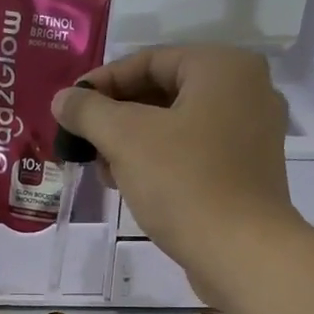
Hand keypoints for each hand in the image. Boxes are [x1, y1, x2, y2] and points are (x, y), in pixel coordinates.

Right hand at [52, 46, 302, 301]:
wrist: (240, 252)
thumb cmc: (184, 183)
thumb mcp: (125, 139)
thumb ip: (89, 111)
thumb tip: (62, 99)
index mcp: (224, 68)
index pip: (149, 61)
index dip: (102, 83)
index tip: (69, 109)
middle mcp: (246, 92)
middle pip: (164, 92)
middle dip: (117, 117)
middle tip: (83, 142)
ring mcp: (251, 135)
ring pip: (177, 126)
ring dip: (134, 143)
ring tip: (102, 170)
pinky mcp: (246, 173)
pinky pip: (194, 154)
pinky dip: (160, 162)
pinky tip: (132, 186)